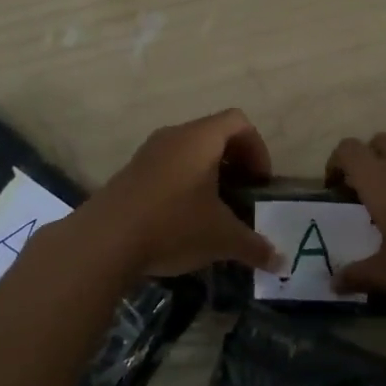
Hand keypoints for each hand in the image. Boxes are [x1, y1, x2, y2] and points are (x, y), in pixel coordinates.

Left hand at [77, 109, 281, 277]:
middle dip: (234, 163)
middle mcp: (173, 136)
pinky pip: (167, 168)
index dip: (257, 148)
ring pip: (188, 152)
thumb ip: (254, 246)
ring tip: (215, 211)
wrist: (103, 241)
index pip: (238, 122)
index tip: (259, 182)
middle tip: (243, 196)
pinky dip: (184, 184)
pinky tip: (183, 220)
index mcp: (199, 138)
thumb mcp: (221, 238)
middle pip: (214, 134)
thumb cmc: (173, 225)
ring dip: (208, 175)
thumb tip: (281, 263)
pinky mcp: (130, 174)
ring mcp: (147, 153)